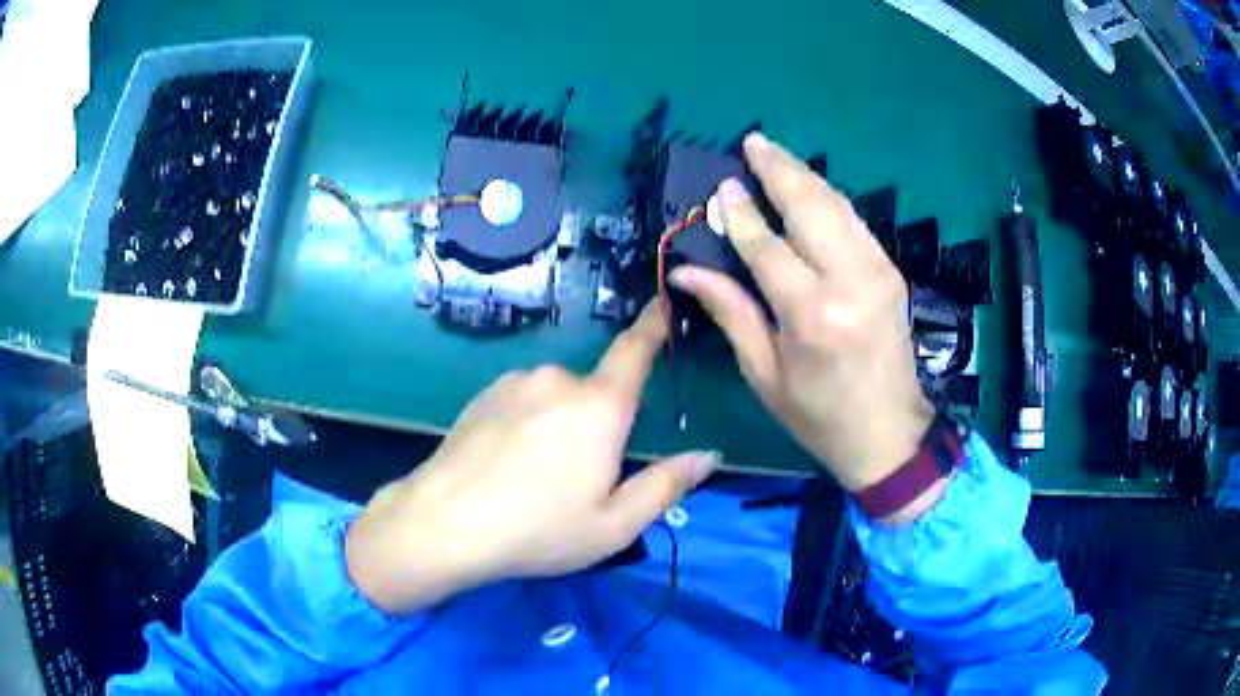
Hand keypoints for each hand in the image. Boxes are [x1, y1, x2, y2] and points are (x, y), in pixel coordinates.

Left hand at [345, 304, 718, 614]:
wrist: (444, 524)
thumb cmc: (539, 529)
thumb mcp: (614, 524)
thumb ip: (665, 485)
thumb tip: (708, 455)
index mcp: (600, 407)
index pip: (635, 352)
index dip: (653, 325)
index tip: (662, 301)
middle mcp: (558, 380)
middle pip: (594, 392)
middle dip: (597, 425)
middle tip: (578, 480)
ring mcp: (514, 383)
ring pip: (555, 399)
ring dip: (558, 426)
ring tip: (535, 478)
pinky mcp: (482, 395)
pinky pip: (522, 401)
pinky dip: (526, 424)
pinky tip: (506, 465)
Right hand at [670, 133, 933, 495]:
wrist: (890, 434)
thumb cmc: (819, 415)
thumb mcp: (765, 374)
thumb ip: (731, 313)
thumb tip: (686, 271)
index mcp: (812, 314)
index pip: (767, 246)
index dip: (741, 213)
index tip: (721, 187)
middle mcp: (850, 281)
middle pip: (810, 206)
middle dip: (778, 169)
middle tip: (752, 142)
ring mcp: (878, 272)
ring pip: (837, 206)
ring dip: (805, 175)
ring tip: (775, 154)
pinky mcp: (891, 273)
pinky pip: (855, 222)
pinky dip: (828, 199)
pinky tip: (809, 190)